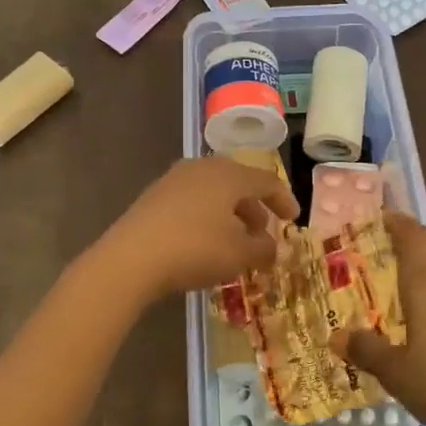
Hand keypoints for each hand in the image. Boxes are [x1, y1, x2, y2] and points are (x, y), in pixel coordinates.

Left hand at [91, 157, 299, 302]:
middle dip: (254, 207)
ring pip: (214, 191)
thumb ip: (263, 249)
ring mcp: (175, 179)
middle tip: (262, 232)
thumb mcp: (239, 255)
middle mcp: (203, 167)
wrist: (132, 257)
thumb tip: (271, 247)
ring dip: (230, 213)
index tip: (293, 220)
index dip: (284, 200)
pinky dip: (207, 216)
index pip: (266, 181)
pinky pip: (192, 200)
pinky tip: (204, 241)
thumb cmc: (195, 249)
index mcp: (229, 175)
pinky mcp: (154, 195)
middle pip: (238, 182)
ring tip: (234, 240)